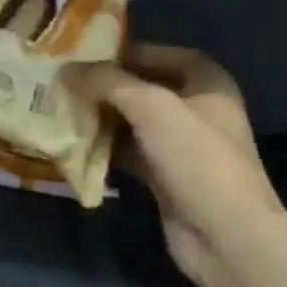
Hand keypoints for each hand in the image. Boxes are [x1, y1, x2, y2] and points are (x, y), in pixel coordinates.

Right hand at [67, 45, 280, 280]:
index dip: (125, 51)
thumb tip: (66, 70)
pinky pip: (129, 151)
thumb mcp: (151, 107)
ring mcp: (182, 146)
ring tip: (61, 109)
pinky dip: (106, 147)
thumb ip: (107, 82)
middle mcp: (197, 109)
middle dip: (105, 86)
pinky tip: (75, 143)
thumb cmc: (196, 158)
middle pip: (143, 88)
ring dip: (101, 117)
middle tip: (64, 82)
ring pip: (133, 121)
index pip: (160, 54)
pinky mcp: (166, 175)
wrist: (225, 235)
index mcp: (207, 83)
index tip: (85, 55)